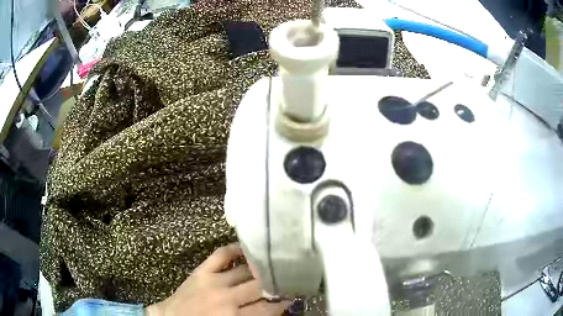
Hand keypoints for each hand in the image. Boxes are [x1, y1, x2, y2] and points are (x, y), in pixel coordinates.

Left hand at [145, 243, 289, 315]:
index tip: (292, 296)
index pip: (267, 308)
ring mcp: (213, 281)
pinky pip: (221, 254)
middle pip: (260, 287)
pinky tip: (246, 248)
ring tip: (274, 264)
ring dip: (261, 268)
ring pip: (246, 270)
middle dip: (276, 283)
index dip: (282, 302)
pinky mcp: (202, 271)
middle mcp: (227, 297)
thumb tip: (273, 308)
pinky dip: (234, 249)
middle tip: (287, 279)